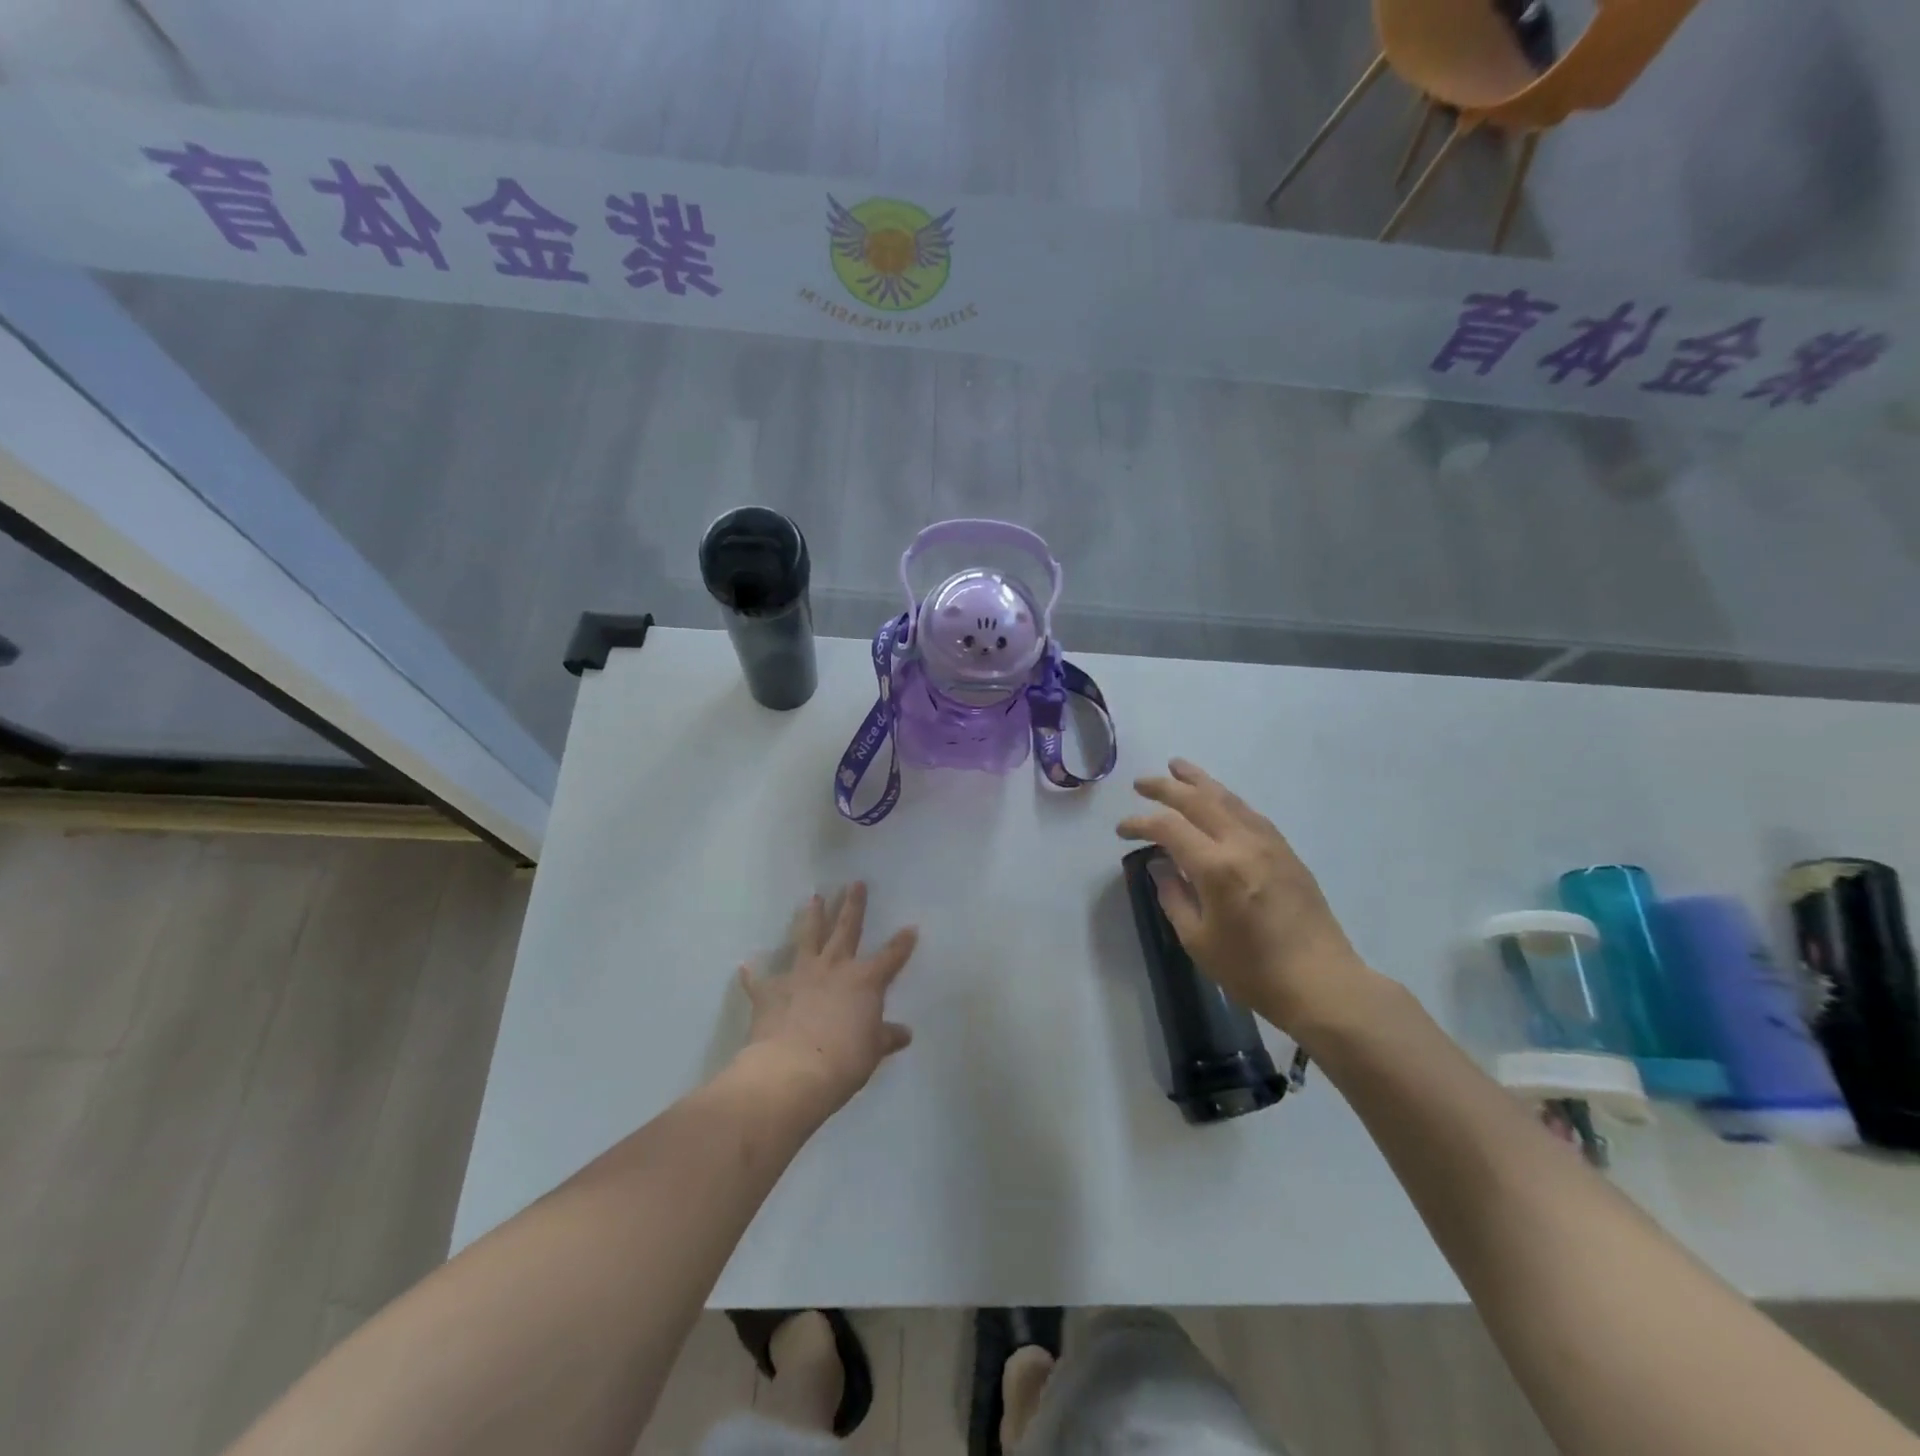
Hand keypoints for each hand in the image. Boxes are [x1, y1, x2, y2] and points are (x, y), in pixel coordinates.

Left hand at [736, 883, 917, 1116]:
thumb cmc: (844, 1060)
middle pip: (847, 930)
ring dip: (811, 917)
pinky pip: (760, 980)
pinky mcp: (771, 992)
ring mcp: (800, 975)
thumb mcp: (873, 1051)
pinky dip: (752, 974)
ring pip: (808, 938)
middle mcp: (834, 968)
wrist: (793, 1070)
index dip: (902, 943)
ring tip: (814, 897)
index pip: (890, 956)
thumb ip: (886, 1037)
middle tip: (855, 883)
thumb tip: (904, 1034)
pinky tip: (745, 965)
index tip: (911, 927)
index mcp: (865, 980)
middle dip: (853, 906)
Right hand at [1117, 758, 1373, 1038]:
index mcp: (1217, 868)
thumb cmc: (1252, 970)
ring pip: (1229, 799)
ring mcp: (1269, 844)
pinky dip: (1226, 799)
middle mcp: (1243, 844)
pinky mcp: (1287, 852)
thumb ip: (1174, 897)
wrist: (1322, 983)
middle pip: (1199, 800)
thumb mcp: (1198, 940)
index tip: (1122, 830)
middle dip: (1166, 787)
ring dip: (1199, 781)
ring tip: (1177, 767)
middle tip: (1140, 782)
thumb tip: (1161, 867)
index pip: (1169, 828)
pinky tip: (1218, 799)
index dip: (1140, 823)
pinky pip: (1250, 813)